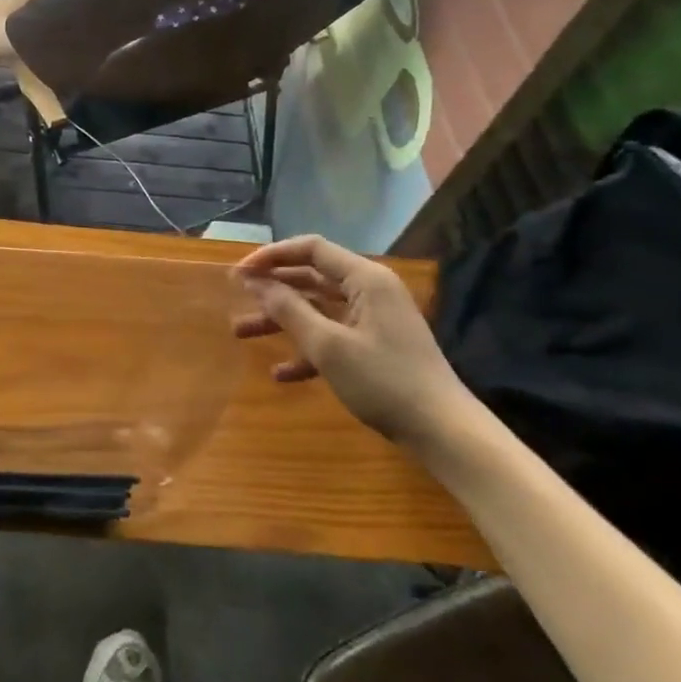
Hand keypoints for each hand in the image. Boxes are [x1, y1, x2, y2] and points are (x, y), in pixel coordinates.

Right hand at [232, 235, 472, 445]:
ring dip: (281, 320)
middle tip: (236, 296)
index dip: (272, 256)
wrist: (443, 432)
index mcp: (365, 279)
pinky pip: (332, 337)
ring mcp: (374, 320)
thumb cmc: (384, 380)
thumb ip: (289, 310)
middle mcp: (370, 291)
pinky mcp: (375, 347)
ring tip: (241, 332)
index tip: (239, 273)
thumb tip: (256, 282)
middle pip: (311, 278)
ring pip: (317, 309)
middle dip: (272, 288)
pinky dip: (306, 349)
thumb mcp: (328, 346)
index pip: (311, 249)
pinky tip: (280, 374)